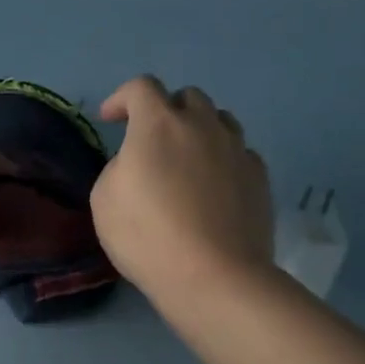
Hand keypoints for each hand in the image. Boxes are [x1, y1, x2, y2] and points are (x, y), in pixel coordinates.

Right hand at [91, 76, 272, 299]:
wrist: (214, 276)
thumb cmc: (148, 236)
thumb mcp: (104, 199)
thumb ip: (119, 167)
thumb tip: (138, 163)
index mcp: (158, 124)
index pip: (140, 88)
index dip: (121, 98)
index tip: (110, 119)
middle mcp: (202, 125)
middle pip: (187, 97)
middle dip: (166, 110)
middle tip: (152, 141)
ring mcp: (237, 149)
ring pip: (220, 121)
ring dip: (199, 130)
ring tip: (188, 159)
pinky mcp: (260, 177)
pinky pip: (239, 153)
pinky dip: (223, 160)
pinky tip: (215, 187)